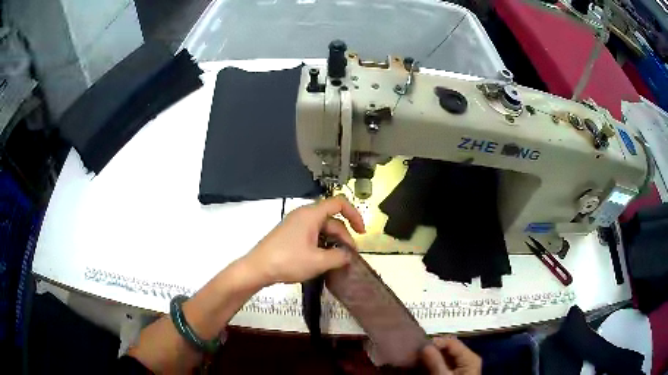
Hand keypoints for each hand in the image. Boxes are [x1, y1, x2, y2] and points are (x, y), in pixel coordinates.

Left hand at [244, 196, 365, 284]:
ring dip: (333, 242)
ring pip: (322, 229)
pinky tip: (324, 259)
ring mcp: (296, 225)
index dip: (354, 214)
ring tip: (339, 260)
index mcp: (311, 215)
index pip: (339, 203)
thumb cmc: (288, 261)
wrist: (257, 268)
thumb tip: (348, 256)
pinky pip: (312, 234)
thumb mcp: (318, 261)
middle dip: (344, 236)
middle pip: (331, 220)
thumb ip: (339, 257)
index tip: (361, 232)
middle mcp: (304, 215)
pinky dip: (322, 244)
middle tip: (350, 256)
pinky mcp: (290, 234)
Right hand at [421, 336, 480, 374]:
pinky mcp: (453, 373)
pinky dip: (432, 364)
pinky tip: (421, 367)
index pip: (451, 342)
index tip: (418, 348)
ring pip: (444, 356)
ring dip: (430, 358)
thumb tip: (424, 346)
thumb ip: (435, 362)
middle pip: (447, 349)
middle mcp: (466, 359)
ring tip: (415, 360)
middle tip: (414, 354)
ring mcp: (460, 367)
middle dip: (431, 350)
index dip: (435, 342)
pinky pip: (443, 364)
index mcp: (469, 357)